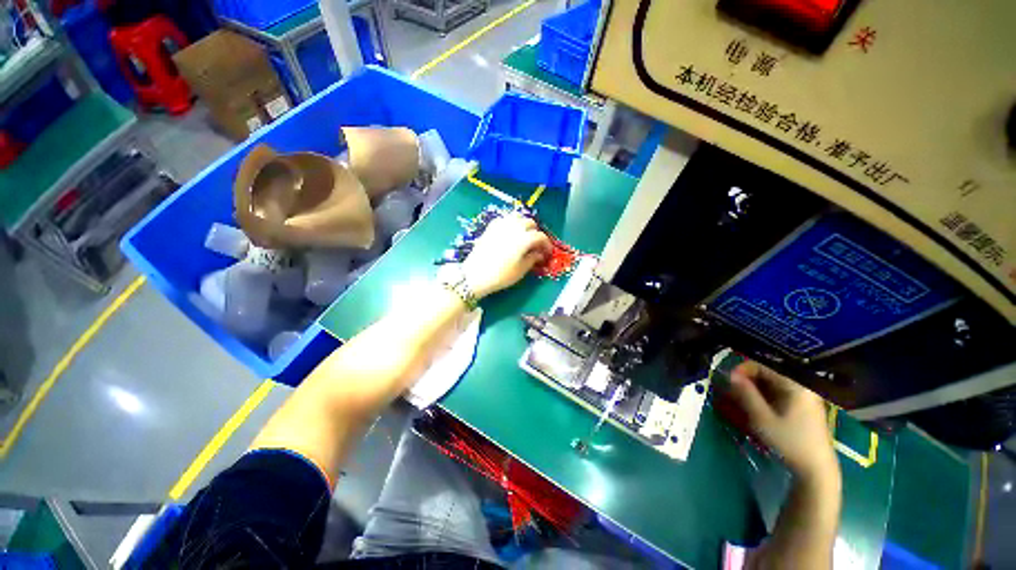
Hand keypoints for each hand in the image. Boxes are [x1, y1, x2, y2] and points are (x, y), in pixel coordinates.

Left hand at [461, 213, 551, 297]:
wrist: (475, 275)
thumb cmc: (500, 275)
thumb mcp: (520, 270)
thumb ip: (532, 259)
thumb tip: (539, 254)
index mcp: (524, 238)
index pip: (540, 236)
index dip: (546, 244)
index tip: (547, 252)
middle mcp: (514, 227)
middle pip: (530, 223)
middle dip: (536, 233)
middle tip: (536, 245)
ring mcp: (501, 225)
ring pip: (517, 217)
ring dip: (524, 224)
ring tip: (524, 236)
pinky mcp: (491, 227)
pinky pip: (505, 219)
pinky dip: (511, 223)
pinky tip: (510, 233)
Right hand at [727, 361, 838, 481]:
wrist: (817, 469)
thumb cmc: (790, 442)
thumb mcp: (762, 418)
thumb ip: (746, 394)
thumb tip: (730, 375)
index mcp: (795, 385)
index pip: (763, 365)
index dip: (743, 369)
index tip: (729, 380)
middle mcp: (801, 386)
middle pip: (768, 373)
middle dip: (747, 380)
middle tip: (731, 391)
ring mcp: (804, 396)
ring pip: (772, 384)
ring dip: (754, 388)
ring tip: (739, 399)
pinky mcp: (803, 406)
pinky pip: (779, 393)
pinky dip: (764, 396)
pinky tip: (755, 406)